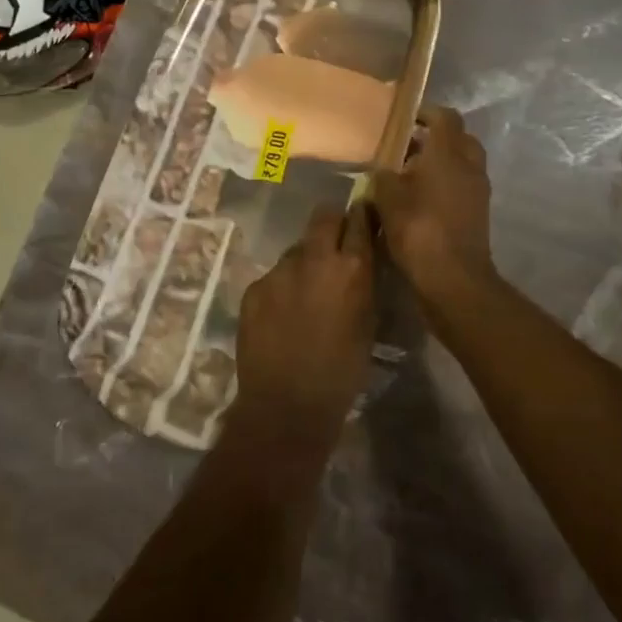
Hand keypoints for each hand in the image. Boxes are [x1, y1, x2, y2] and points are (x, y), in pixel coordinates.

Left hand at [231, 203, 376, 452]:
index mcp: (351, 269)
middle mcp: (314, 259)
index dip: (362, 215)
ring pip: (296, 250)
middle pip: (323, 218)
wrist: (286, 405)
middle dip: (331, 224)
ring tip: (306, 291)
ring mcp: (279, 271)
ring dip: (305, 261)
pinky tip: (283, 314)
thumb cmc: (341, 373)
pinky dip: (282, 287)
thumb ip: (364, 284)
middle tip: (335, 244)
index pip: (359, 220)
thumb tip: (361, 260)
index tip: (363, 215)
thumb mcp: (367, 324)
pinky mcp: (254, 287)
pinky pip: (273, 276)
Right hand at [371, 106, 496, 311]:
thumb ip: (383, 176)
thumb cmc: (419, 230)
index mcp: (448, 153)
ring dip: (440, 163)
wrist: (453, 278)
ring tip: (408, 175)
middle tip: (407, 146)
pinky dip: (445, 185)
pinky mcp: (478, 213)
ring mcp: (478, 191)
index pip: (445, 117)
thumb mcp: (388, 198)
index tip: (405, 117)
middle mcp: (469, 166)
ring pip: (462, 163)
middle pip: (458, 138)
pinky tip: (420, 199)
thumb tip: (383, 170)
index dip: (425, 112)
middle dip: (435, 138)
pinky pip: (462, 186)